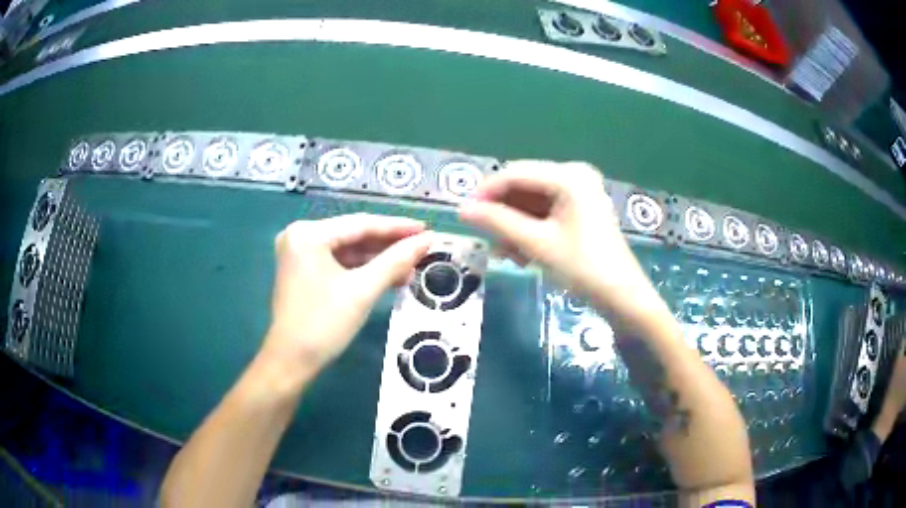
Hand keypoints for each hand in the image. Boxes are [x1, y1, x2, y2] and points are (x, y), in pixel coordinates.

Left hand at [264, 213, 431, 372]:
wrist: (291, 362)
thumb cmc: (323, 325)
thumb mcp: (362, 291)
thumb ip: (395, 261)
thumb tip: (427, 240)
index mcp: (308, 234)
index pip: (360, 224)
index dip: (397, 227)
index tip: (427, 229)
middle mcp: (300, 235)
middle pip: (354, 235)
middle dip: (389, 246)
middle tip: (423, 248)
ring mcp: (300, 254)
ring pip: (348, 250)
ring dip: (378, 260)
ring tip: (411, 267)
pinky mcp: (303, 270)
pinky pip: (339, 263)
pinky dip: (363, 270)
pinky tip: (389, 276)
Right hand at [459, 160, 665, 323]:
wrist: (622, 296)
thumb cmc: (582, 268)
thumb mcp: (537, 244)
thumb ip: (498, 223)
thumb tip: (462, 210)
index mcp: (568, 176)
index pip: (515, 173)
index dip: (486, 192)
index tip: (464, 215)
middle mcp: (574, 175)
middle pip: (523, 186)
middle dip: (502, 213)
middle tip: (486, 239)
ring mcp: (580, 192)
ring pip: (532, 201)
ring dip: (515, 225)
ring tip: (506, 254)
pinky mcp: (581, 208)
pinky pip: (546, 211)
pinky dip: (530, 229)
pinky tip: (521, 253)